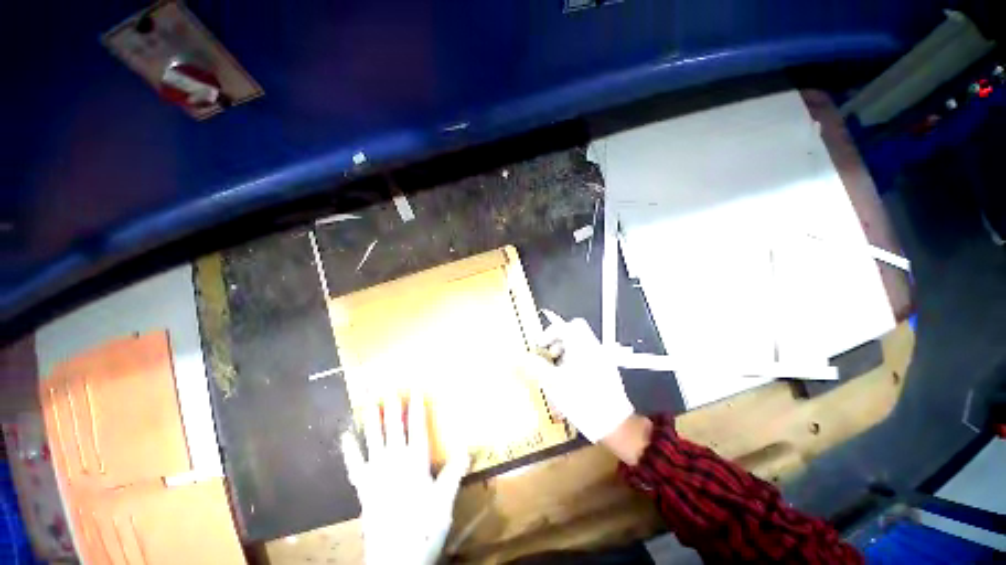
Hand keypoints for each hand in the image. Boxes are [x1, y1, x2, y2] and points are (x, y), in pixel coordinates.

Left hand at [341, 393, 469, 564]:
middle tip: (389, 388)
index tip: (415, 391)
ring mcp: (376, 474)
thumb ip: (454, 472)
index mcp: (415, 462)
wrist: (395, 559)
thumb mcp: (445, 501)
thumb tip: (467, 447)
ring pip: (373, 441)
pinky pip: (355, 464)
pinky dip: (349, 449)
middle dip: (392, 407)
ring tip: (368, 402)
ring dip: (371, 420)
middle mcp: (395, 462)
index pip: (417, 428)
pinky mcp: (363, 488)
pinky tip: (345, 435)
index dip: (416, 408)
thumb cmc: (423, 527)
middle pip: (394, 429)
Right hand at [528, 311, 635, 443]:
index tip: (540, 347)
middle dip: (559, 340)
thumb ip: (535, 367)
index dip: (549, 333)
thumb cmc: (581, 399)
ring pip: (581, 343)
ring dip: (567, 350)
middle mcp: (593, 347)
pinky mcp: (607, 369)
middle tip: (550, 354)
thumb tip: (518, 357)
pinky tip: (570, 380)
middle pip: (575, 331)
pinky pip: (588, 355)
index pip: (564, 326)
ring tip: (558, 369)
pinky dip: (576, 360)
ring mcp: (602, 358)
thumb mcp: (553, 383)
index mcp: (581, 345)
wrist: (613, 422)